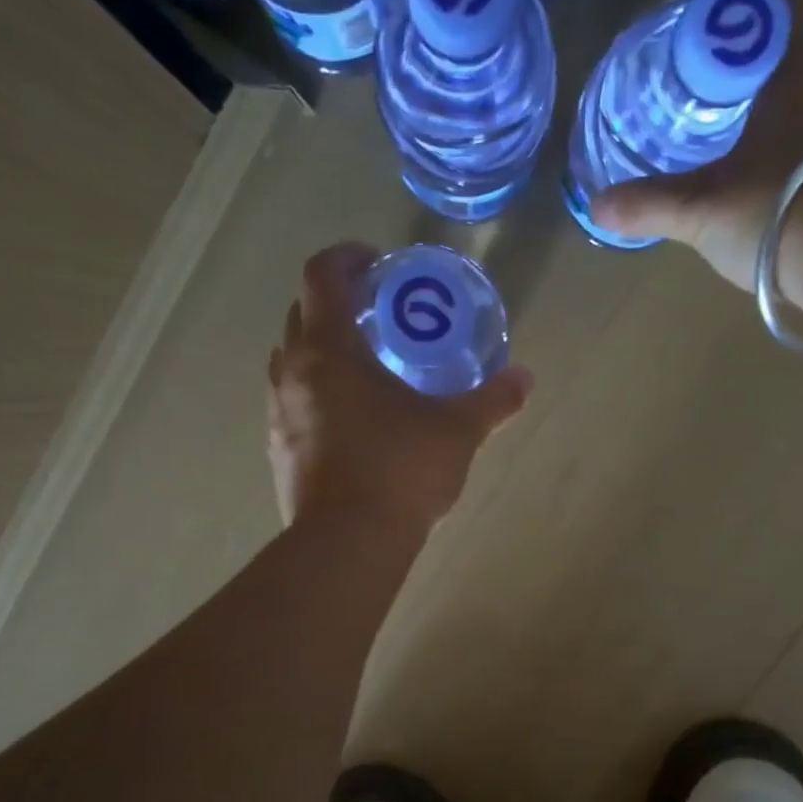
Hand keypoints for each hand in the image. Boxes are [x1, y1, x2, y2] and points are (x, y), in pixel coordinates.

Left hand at [267, 243, 533, 532]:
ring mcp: (277, 414)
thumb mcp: (457, 432)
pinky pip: (292, 405)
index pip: (323, 274)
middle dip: (336, 304)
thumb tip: (525, 379)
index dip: (348, 257)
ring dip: (322, 352)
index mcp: (328, 349)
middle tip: (377, 317)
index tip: (377, 263)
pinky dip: (316, 396)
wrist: (347, 545)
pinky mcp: (277, 452)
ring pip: (292, 362)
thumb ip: (492, 400)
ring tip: (365, 370)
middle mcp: (292, 372)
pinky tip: (351, 423)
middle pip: (302, 314)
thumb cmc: (400, 473)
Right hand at [589, 0, 802, 291]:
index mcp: (801, 62)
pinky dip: (796, 145)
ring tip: (731, 140)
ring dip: (775, 107)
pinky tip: (767, 180)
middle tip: (705, 92)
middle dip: (752, 62)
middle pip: (796, 45)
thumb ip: (648, 205)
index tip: (713, 26)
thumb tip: (596, 207)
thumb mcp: (700, 209)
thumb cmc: (778, 210)